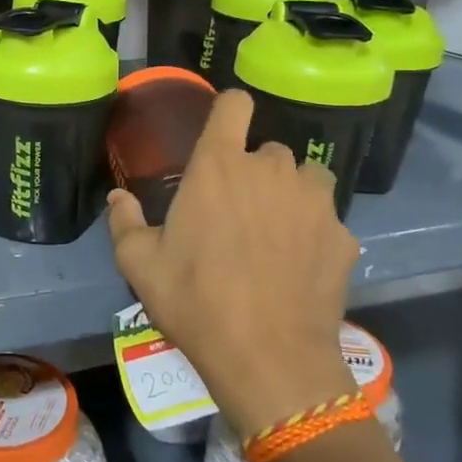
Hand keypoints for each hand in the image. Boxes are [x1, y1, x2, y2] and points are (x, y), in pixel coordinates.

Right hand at [107, 89, 358, 438]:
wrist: (268, 357)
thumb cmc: (195, 300)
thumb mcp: (139, 264)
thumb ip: (124, 221)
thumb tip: (117, 197)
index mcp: (219, 166)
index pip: (235, 104)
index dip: (230, 110)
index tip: (223, 132)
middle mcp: (271, 170)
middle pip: (268, 148)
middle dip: (254, 170)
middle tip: (238, 210)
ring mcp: (315, 201)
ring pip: (306, 177)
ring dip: (291, 192)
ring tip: (276, 230)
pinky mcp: (343, 236)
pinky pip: (327, 219)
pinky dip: (314, 233)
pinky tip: (300, 267)